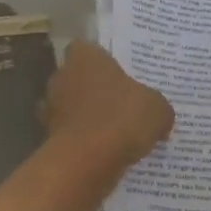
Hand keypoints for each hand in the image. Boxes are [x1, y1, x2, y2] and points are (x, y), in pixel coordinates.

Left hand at [43, 40, 174, 173]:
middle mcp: (63, 77)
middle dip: (95, 89)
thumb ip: (158, 106)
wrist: (86, 161)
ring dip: (87, 116)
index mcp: (85, 57)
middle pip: (77, 77)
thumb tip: (160, 116)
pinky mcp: (50, 137)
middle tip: (121, 102)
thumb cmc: (121, 118)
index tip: (118, 72)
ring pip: (71, 106)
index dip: (101, 59)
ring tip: (114, 130)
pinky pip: (70, 134)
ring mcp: (52, 108)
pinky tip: (104, 152)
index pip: (86, 48)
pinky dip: (82, 141)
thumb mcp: (157, 109)